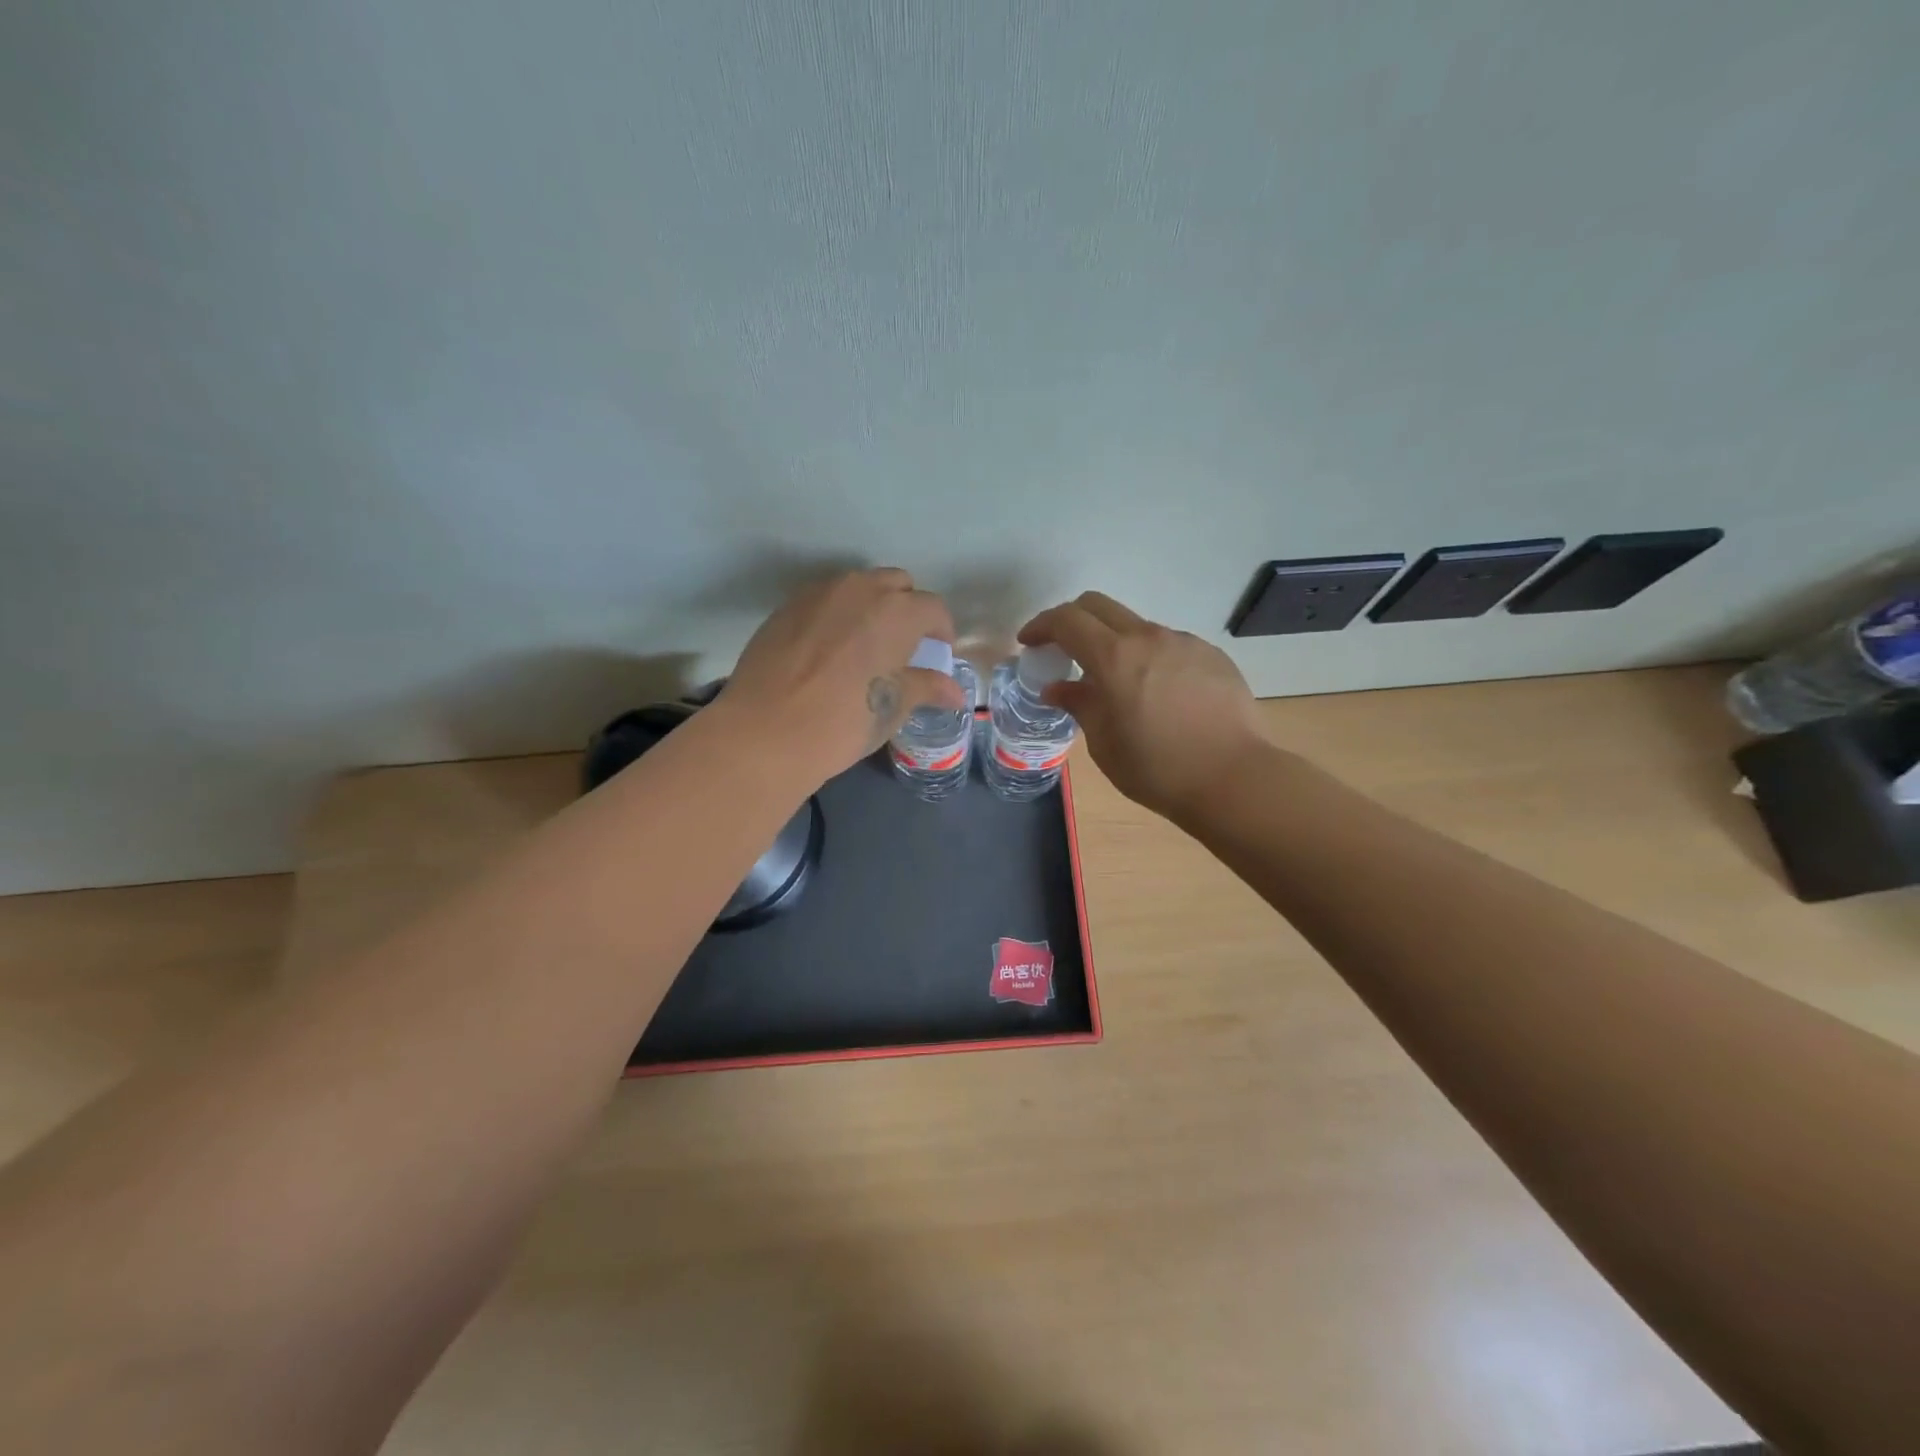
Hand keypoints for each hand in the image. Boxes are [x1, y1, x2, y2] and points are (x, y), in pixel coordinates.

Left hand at [721, 568, 966, 783]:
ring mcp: (819, 593)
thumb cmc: (843, 722)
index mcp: (896, 612)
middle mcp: (860, 589)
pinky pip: (825, 599)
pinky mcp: (787, 606)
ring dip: (872, 607)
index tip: (938, 653)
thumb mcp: (892, 708)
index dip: (941, 631)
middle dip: (908, 609)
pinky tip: (830, 649)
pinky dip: (838, 614)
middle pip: (897, 585)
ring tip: (866, 645)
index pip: (933, 608)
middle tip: (904, 646)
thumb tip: (955, 692)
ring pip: (858, 586)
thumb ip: (926, 688)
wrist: (765, 733)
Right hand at [1019, 592, 1267, 820]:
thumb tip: (1058, 688)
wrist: (1234, 779)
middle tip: (1061, 648)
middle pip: (1099, 605)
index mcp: (1115, 657)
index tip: (1029, 642)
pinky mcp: (1211, 656)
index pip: (1067, 620)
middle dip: (1072, 619)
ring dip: (1114, 641)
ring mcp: (1184, 643)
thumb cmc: (1157, 769)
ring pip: (1136, 626)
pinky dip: (1149, 658)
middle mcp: (1149, 637)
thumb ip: (1080, 705)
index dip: (1041, 625)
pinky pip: (1168, 645)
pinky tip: (1157, 694)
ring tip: (1116, 681)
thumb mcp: (1105, 743)